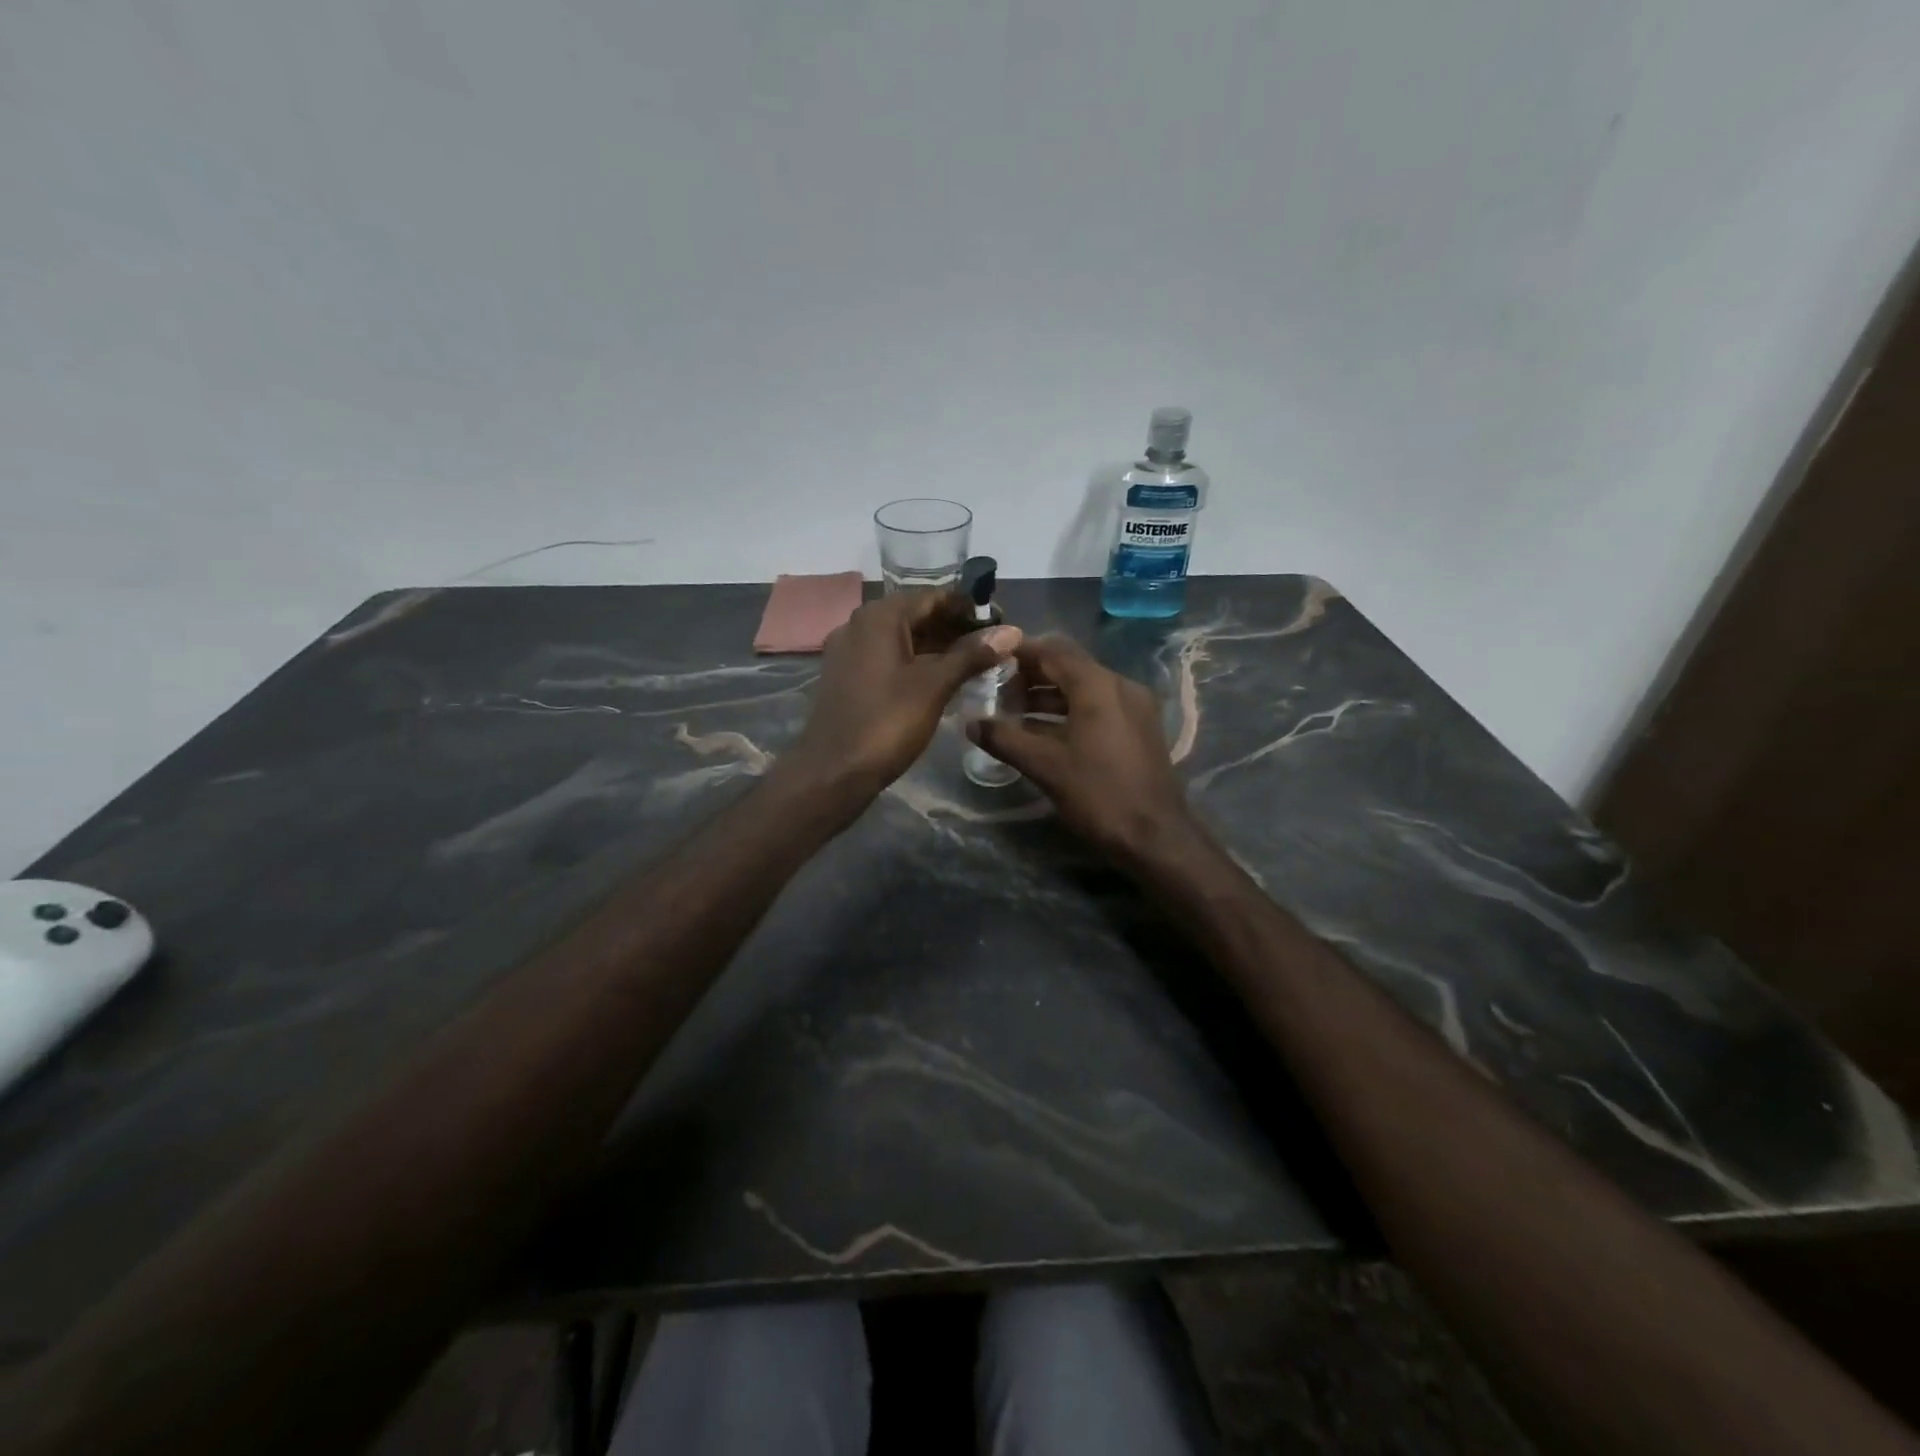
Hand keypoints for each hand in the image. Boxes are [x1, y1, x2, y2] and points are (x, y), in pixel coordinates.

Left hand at [783, 590, 1021, 800]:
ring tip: (976, 663)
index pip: (933, 597)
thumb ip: (972, 655)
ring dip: (937, 647)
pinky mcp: (846, 677)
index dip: (969, 608)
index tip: (1002, 623)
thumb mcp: (935, 686)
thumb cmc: (887, 722)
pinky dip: (916, 662)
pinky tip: (942, 679)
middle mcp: (859, 624)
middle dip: (955, 628)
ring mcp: (849, 652)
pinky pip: (888, 658)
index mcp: (879, 617)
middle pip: (916, 615)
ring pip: (902, 639)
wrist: (833, 771)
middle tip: (993, 646)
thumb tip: (1011, 631)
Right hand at [966, 635, 1195, 861]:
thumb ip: (1005, 739)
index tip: (990, 659)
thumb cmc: (1098, 794)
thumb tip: (971, 723)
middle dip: (1032, 675)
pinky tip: (1043, 732)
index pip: (1053, 651)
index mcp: (1098, 686)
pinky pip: (1098, 706)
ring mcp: (1134, 707)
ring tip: (1013, 711)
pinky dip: (1069, 711)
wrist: (1155, 836)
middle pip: (1069, 666)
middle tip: (997, 688)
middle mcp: (1120, 686)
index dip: (1020, 652)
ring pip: (1083, 688)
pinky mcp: (1139, 728)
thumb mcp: (1045, 766)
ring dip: (1049, 695)